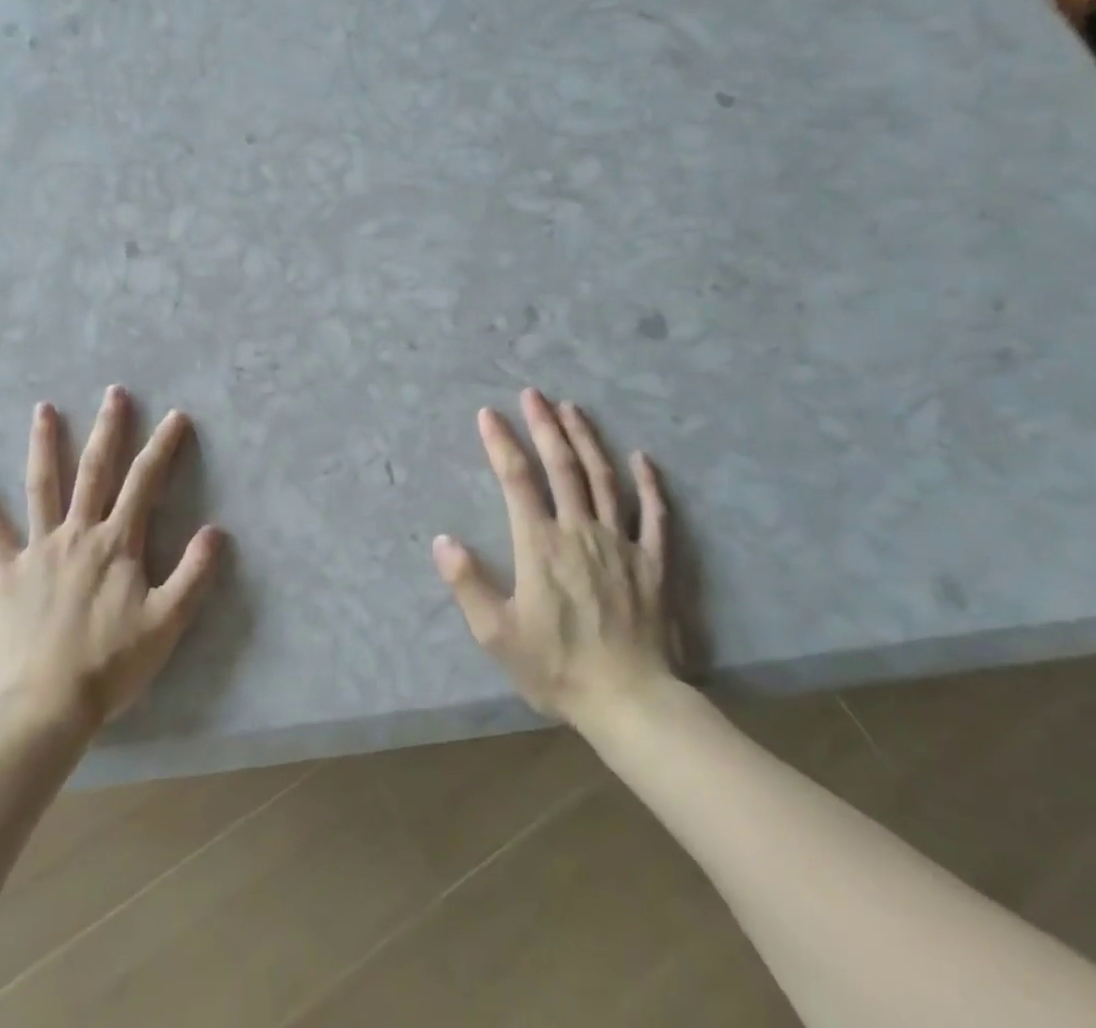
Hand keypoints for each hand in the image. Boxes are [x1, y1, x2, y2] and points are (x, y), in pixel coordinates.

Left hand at [0, 386, 224, 728]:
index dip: (162, 446)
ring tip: (43, 409)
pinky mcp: (8, 574)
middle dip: (107, 429)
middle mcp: (79, 534)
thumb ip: (194, 574)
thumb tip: (216, 530)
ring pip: (43, 487)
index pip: (145, 482)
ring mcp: (40, 550)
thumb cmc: (112, 663)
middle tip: (113, 393)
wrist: (47, 704)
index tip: (175, 416)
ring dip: (44, 446)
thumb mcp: (167, 622)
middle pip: (95, 471)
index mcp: (118, 543)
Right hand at [433, 388, 673, 728]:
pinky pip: (654, 514)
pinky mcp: (653, 561)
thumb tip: (442, 540)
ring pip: (602, 478)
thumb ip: (467, 583)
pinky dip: (648, 483)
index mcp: (540, 544)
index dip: (500, 443)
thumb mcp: (496, 634)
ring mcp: (620, 543)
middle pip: (561, 467)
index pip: (516, 480)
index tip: (488, 414)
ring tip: (573, 408)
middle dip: (544, 426)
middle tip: (533, 394)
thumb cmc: (556, 667)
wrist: (630, 702)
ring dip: (586, 440)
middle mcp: (579, 530)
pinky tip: (642, 457)